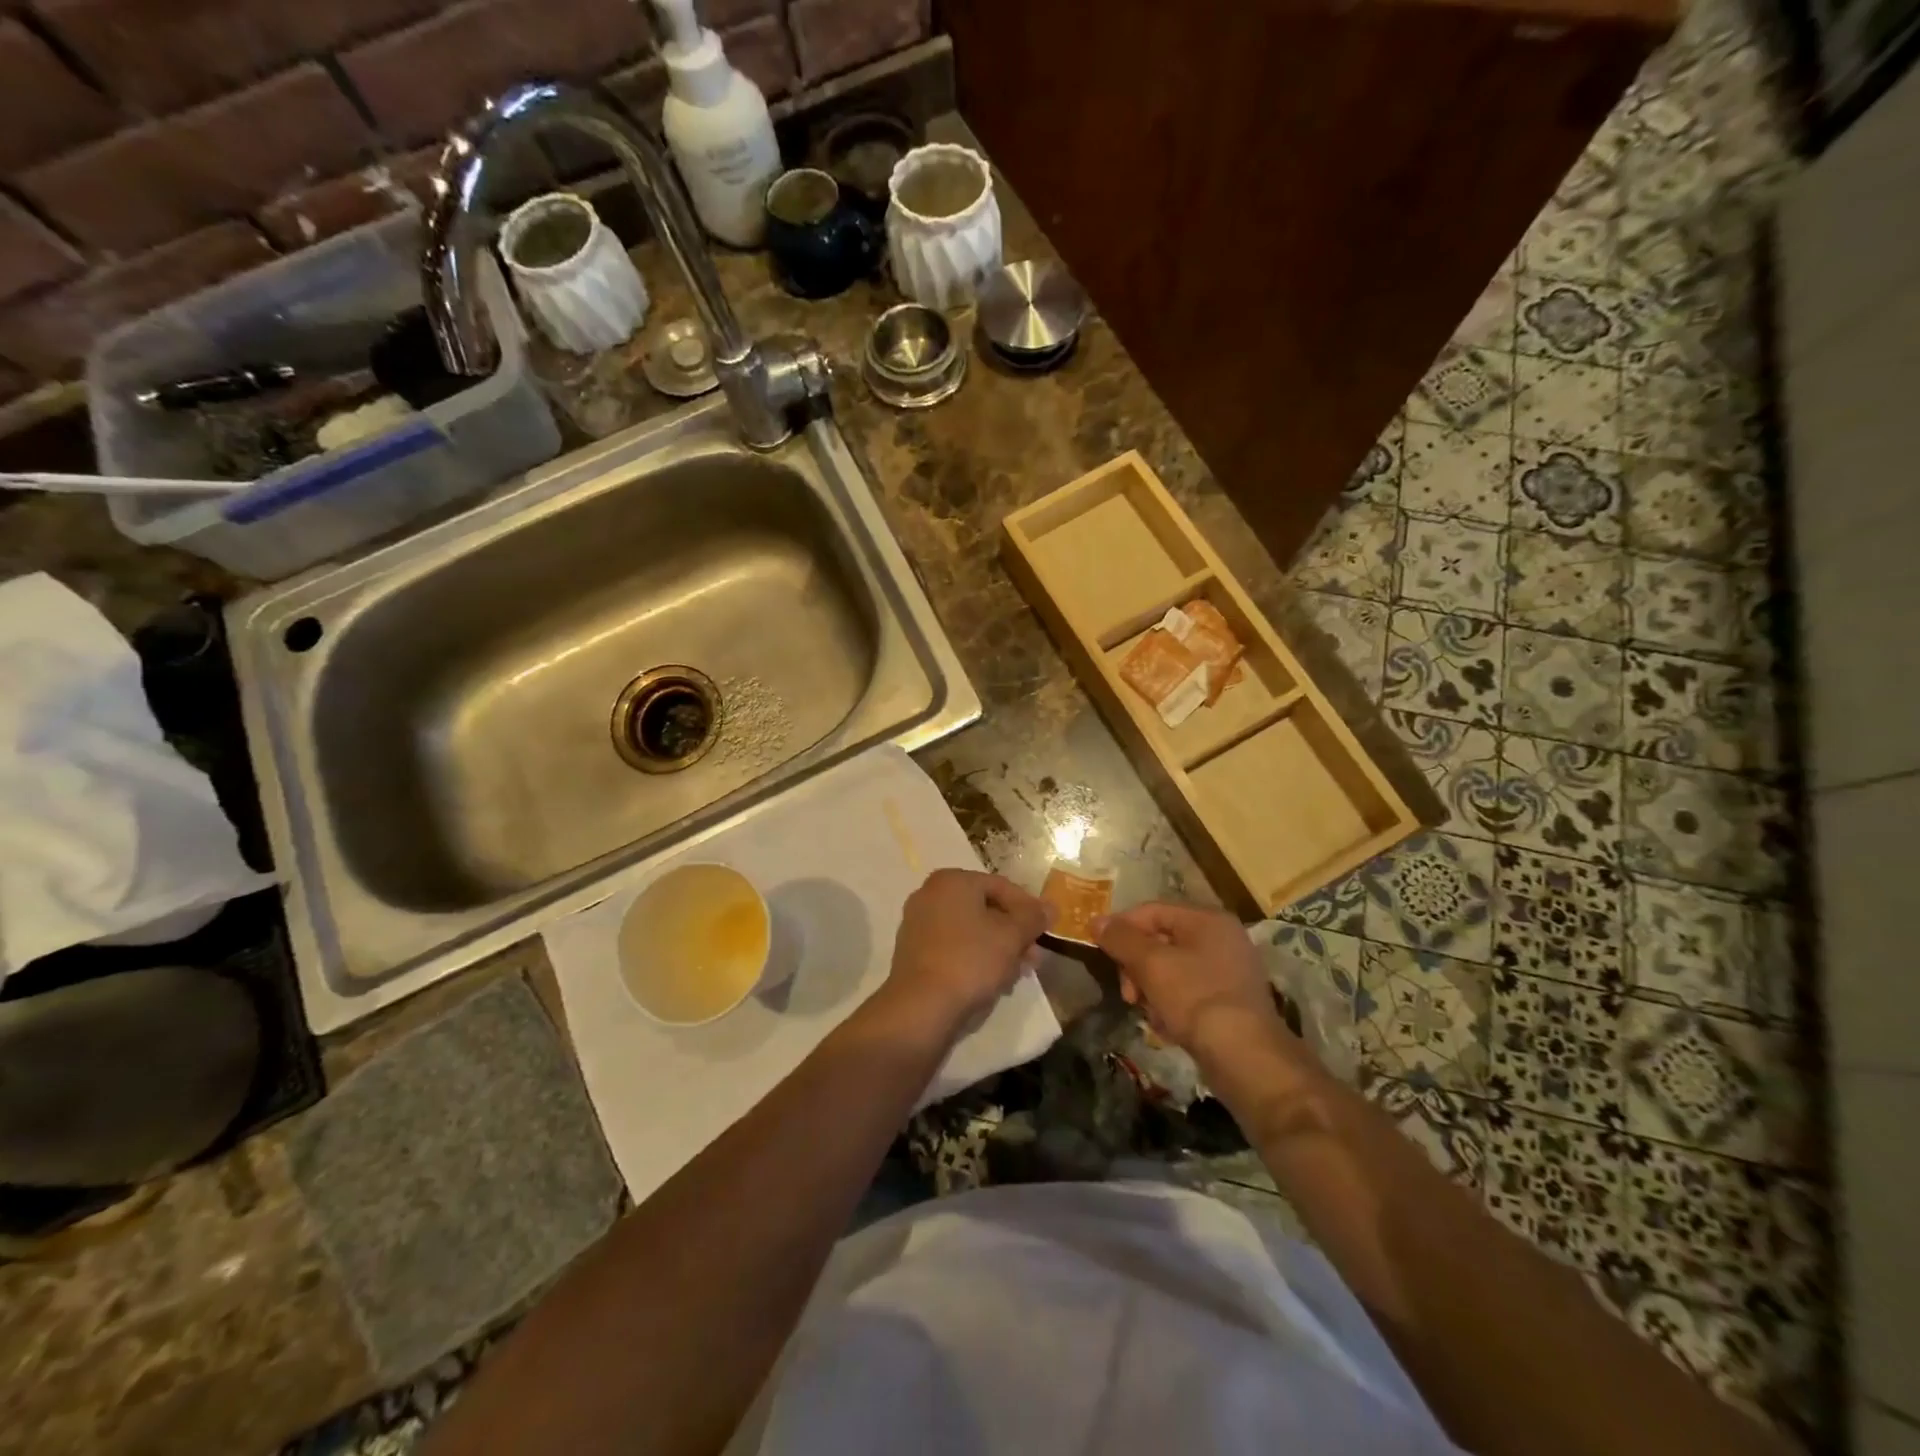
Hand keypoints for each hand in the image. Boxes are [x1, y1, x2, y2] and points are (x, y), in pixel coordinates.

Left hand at [881, 869, 1050, 1036]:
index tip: (1047, 931)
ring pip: (970, 930)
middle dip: (1014, 933)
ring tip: (1018, 973)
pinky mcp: (914, 952)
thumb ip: (1033, 918)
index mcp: (951, 881)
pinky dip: (975, 957)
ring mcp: (918, 923)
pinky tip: (993, 980)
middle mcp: (930, 894)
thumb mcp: (1011, 937)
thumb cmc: (970, 961)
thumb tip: (1051, 906)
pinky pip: (954, 946)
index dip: (1029, 908)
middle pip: (985, 908)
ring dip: (998, 948)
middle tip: (1034, 957)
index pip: (1001, 886)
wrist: (920, 1007)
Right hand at [1096, 903, 1291, 1059]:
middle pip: (1161, 941)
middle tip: (1128, 993)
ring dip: (1152, 990)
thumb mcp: (1151, 964)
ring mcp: (1230, 972)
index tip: (1099, 951)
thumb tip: (1097, 921)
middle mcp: (1222, 939)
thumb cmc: (1197, 999)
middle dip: (1137, 966)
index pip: (1151, 911)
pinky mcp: (1230, 1002)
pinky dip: (1172, 1006)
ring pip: (1172, 970)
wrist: (1247, 1058)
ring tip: (1149, 1014)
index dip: (1121, 927)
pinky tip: (1167, 1028)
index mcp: (1208, 920)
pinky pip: (1188, 993)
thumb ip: (1122, 939)